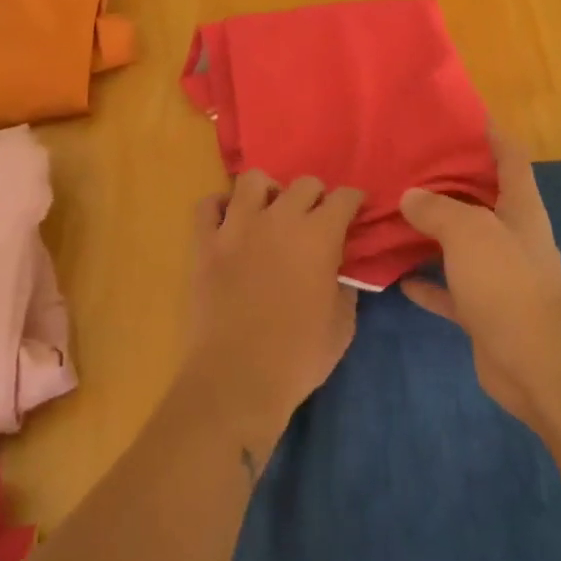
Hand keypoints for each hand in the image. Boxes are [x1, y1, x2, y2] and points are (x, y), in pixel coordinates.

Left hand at [185, 172, 362, 443]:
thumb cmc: (298, 357)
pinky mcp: (205, 243)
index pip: (344, 197)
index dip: (354, 201)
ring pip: (253, 180)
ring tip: (270, 213)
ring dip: (268, 192)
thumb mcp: (342, 324)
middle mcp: (280, 219)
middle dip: (316, 196)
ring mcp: (237, 227)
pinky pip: (208, 205)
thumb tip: (338, 268)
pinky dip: (219, 207)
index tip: (355, 211)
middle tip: (315, 219)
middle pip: (304, 183)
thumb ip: (344, 285)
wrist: (236, 380)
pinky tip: (229, 223)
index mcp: (319, 235)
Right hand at [400, 129, 560, 432]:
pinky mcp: (484, 308)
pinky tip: (397, 274)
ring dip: (434, 230)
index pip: (510, 156)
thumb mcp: (469, 233)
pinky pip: (449, 287)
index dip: (491, 132)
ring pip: (462, 241)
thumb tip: (410, 196)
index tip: (460, 116)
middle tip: (410, 162)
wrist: (535, 365)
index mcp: (520, 206)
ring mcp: (499, 273)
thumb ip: (437, 209)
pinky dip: (427, 281)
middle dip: (450, 179)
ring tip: (396, 210)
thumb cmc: (507, 284)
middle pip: (482, 196)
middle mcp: (512, 234)